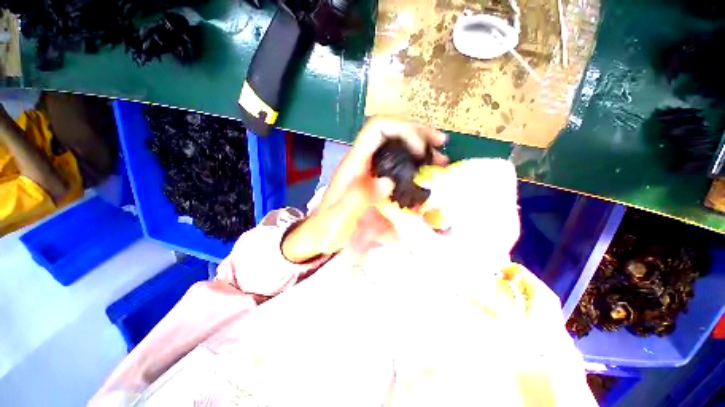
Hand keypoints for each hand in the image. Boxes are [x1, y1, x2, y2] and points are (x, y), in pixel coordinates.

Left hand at [281, 118, 447, 262]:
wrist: (321, 239)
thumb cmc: (326, 229)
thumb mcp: (338, 217)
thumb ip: (357, 199)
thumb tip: (387, 182)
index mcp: (355, 164)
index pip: (378, 129)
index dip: (402, 129)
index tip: (420, 149)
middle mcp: (366, 164)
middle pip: (393, 134)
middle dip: (419, 135)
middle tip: (441, 146)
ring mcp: (373, 175)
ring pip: (399, 152)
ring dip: (421, 153)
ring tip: (440, 163)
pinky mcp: (379, 188)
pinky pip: (400, 174)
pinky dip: (416, 174)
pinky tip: (427, 183)